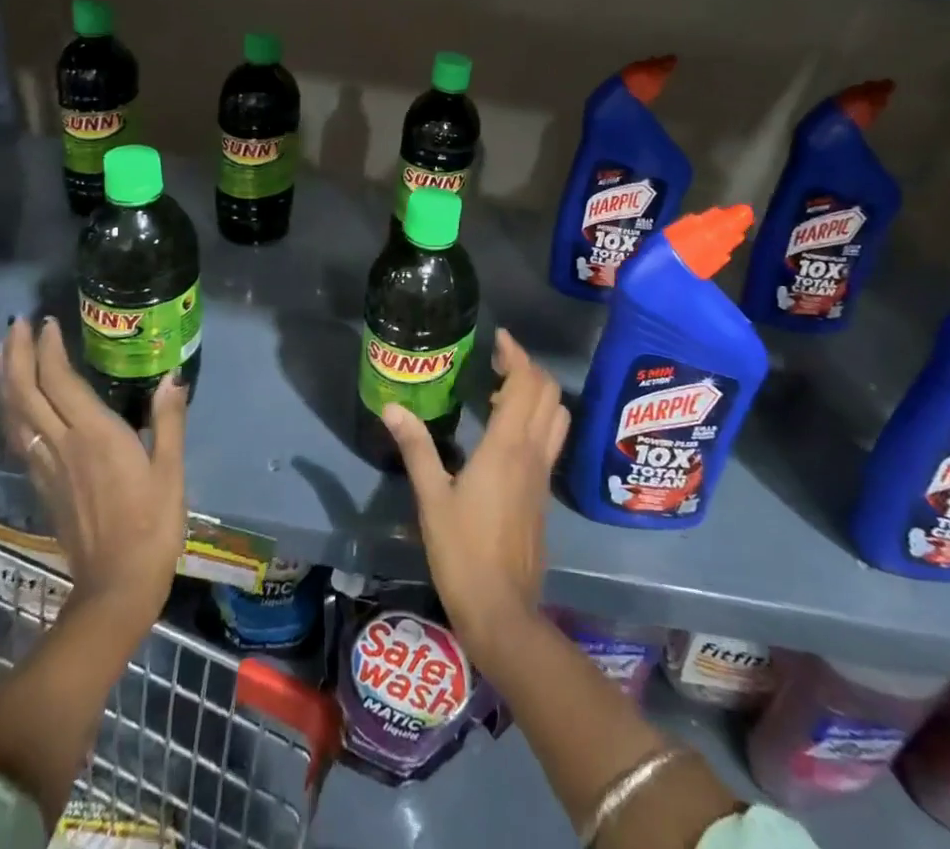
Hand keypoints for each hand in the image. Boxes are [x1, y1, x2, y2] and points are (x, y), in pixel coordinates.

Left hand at [0, 317, 187, 623]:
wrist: (116, 585)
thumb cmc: (152, 523)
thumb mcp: (171, 470)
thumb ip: (170, 420)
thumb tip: (171, 376)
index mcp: (94, 435)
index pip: (60, 381)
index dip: (49, 349)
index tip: (49, 322)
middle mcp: (61, 445)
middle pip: (25, 393)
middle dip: (18, 354)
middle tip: (18, 323)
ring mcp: (46, 467)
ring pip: (13, 415)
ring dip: (5, 380)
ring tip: (5, 352)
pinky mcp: (41, 485)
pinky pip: (16, 438)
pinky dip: (8, 411)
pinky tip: (12, 403)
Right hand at [380, 329, 568, 671]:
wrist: (503, 610)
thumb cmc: (462, 551)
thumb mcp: (431, 497)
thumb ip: (416, 448)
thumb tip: (392, 408)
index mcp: (507, 447)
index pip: (525, 383)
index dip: (516, 355)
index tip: (498, 338)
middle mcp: (533, 452)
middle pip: (548, 393)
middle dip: (528, 368)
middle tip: (496, 362)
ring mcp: (543, 474)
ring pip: (557, 416)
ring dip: (537, 394)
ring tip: (501, 393)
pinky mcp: (544, 493)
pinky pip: (551, 439)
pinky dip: (537, 419)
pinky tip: (506, 433)